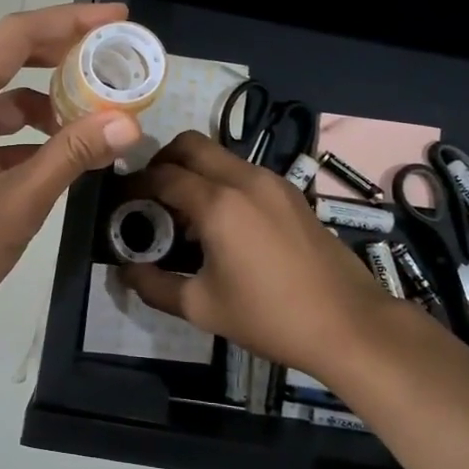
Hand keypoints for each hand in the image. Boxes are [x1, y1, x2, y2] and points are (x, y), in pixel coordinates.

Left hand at [0, 3, 143, 334]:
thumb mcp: (20, 202)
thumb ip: (73, 155)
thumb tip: (129, 123)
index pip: (17, 36)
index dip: (70, 20)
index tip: (117, 19)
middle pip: (12, 60)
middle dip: (66, 58)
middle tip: (117, 64)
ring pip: (6, 100)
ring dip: (51, 105)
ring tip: (101, 119)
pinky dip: (30, 136)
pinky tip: (65, 156)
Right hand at [121, 132, 406, 382]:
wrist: (348, 323)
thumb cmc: (269, 317)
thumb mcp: (201, 307)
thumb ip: (154, 285)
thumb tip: (125, 270)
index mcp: (218, 203)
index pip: (161, 175)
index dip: (134, 185)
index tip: (120, 201)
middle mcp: (244, 179)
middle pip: (190, 144)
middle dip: (161, 161)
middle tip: (149, 194)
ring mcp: (273, 181)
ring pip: (219, 155)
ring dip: (193, 171)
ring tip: (184, 213)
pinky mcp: (291, 192)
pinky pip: (243, 171)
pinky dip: (221, 181)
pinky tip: (222, 222)